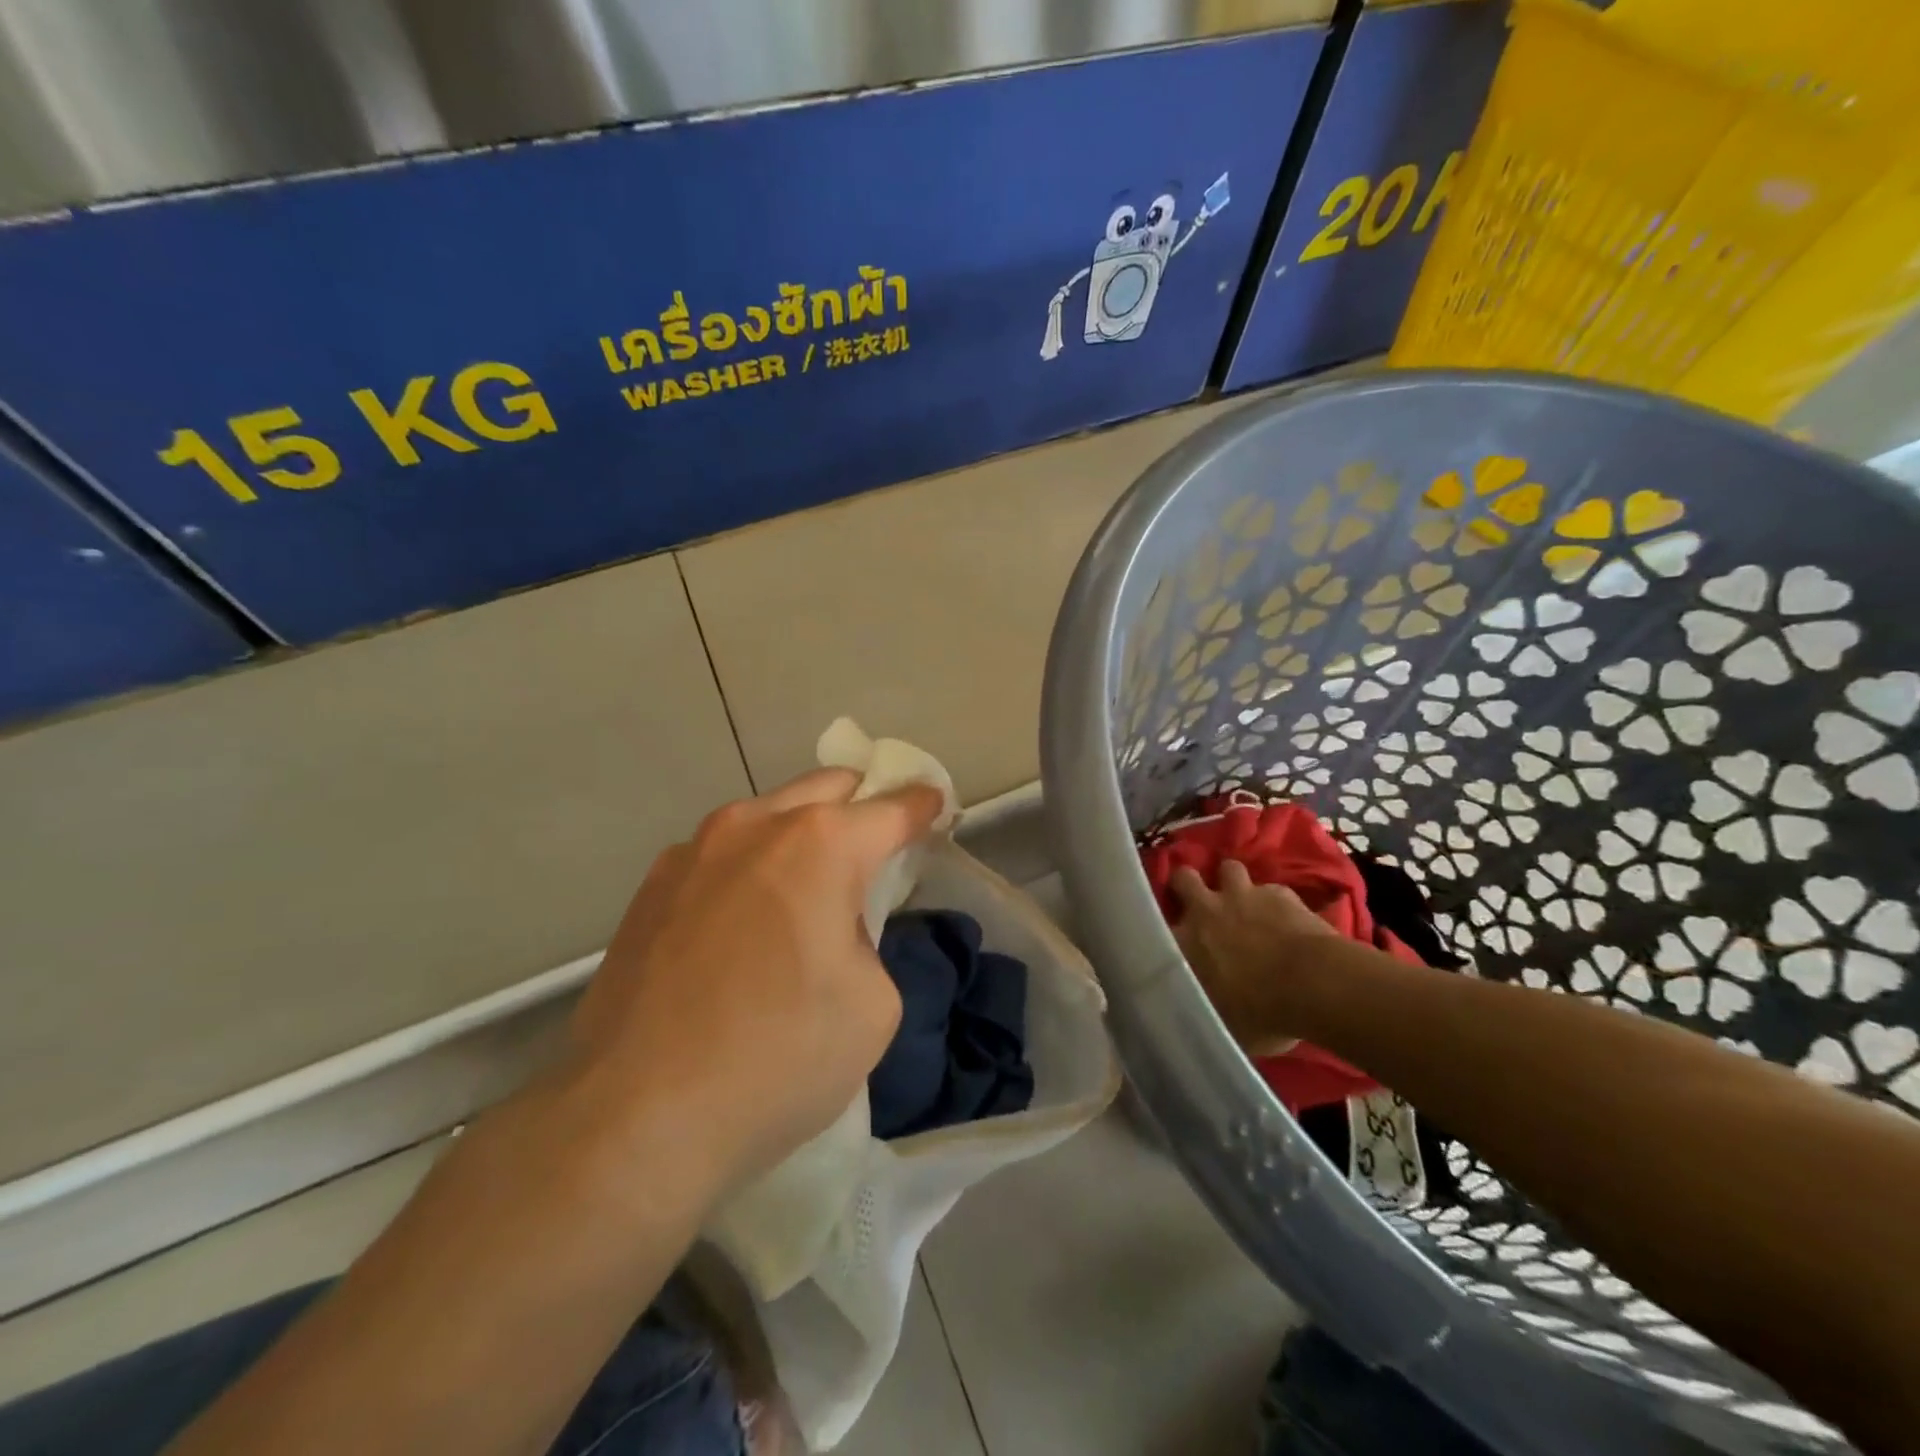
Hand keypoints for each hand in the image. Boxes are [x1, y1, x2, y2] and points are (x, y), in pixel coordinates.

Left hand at [571, 768, 944, 1202]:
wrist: (635, 1118)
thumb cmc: (777, 1058)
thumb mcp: (872, 1004)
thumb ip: (867, 938)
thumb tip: (831, 927)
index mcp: (819, 844)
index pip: (892, 808)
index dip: (923, 806)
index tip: (937, 807)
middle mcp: (754, 826)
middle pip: (827, 787)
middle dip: (863, 804)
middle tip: (880, 843)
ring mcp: (693, 851)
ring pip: (768, 816)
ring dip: (801, 834)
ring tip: (808, 889)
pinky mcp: (651, 887)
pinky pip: (722, 855)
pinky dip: (752, 866)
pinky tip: (746, 922)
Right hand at [1169, 860, 1334, 1056]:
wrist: (1315, 986)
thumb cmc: (1262, 1014)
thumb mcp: (1219, 1023)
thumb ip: (1201, 1006)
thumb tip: (1193, 1012)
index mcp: (1182, 943)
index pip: (1154, 923)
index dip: (1161, 924)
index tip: (1170, 934)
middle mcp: (1205, 910)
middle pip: (1184, 877)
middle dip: (1189, 884)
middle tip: (1200, 900)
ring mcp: (1243, 896)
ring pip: (1228, 868)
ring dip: (1234, 883)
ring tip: (1243, 900)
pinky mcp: (1280, 893)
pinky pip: (1272, 890)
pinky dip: (1276, 902)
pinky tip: (1286, 917)